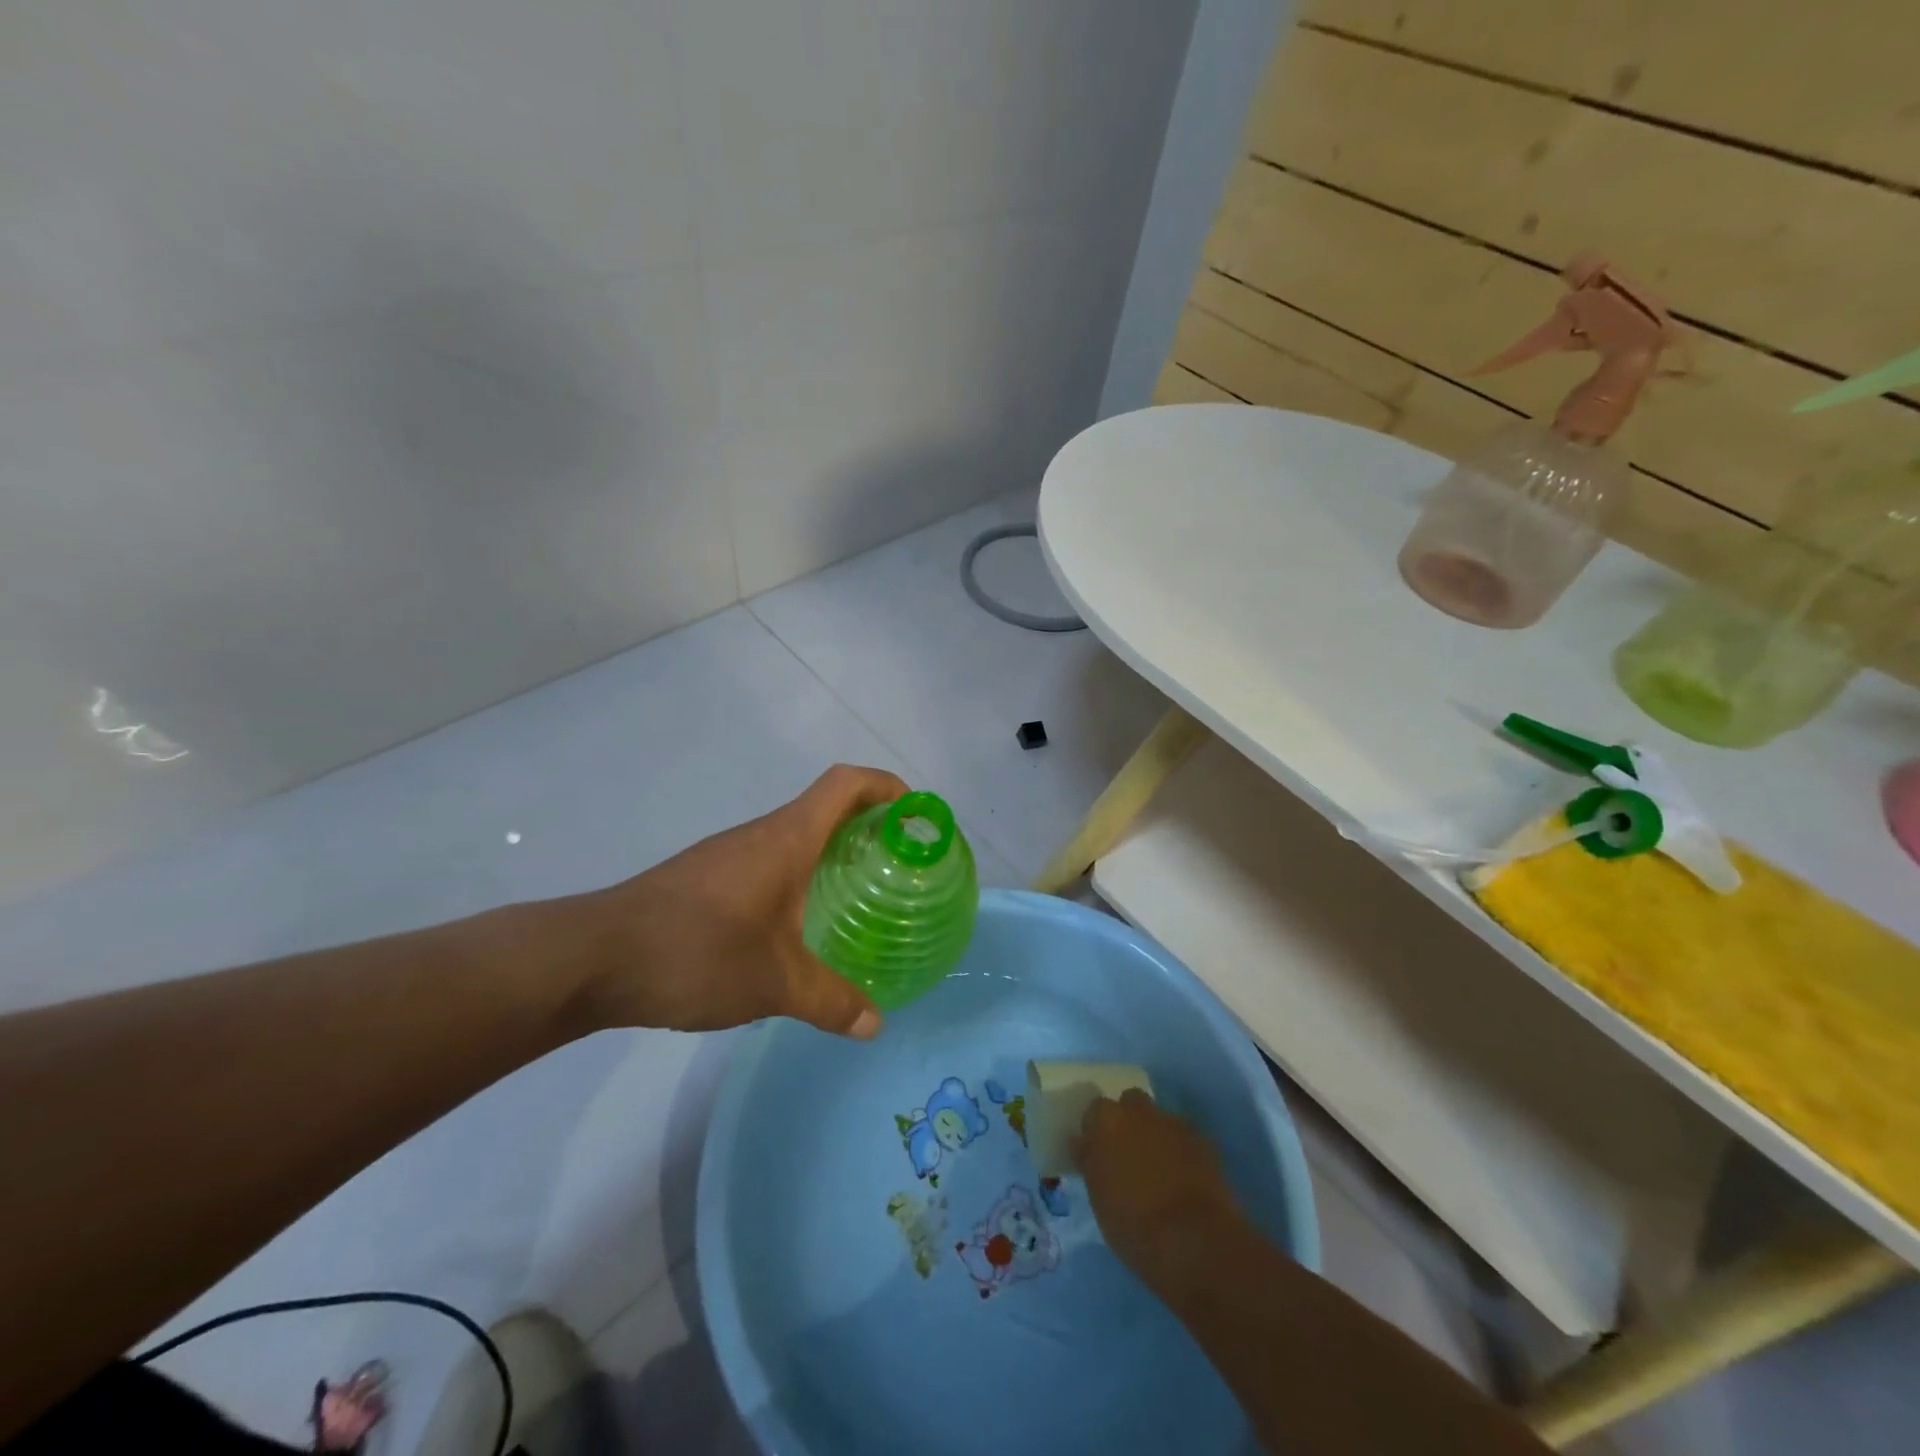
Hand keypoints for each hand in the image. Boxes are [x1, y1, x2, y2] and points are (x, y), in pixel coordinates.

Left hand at [561, 764, 908, 1036]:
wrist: (593, 959)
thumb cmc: (697, 952)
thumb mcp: (774, 983)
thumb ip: (831, 1001)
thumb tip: (875, 1025)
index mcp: (787, 838)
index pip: (846, 784)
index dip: (886, 786)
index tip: (916, 814)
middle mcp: (760, 835)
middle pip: (825, 808)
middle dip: (868, 828)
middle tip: (898, 867)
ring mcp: (728, 855)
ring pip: (794, 838)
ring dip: (830, 855)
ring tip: (858, 898)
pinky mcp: (705, 879)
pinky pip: (768, 863)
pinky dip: (797, 878)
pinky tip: (798, 927)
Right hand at [1077, 1091, 1246, 1294]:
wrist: (1194, 1241)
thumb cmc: (1133, 1224)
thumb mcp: (1098, 1196)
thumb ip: (1090, 1160)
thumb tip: (1084, 1143)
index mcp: (1108, 1120)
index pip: (1095, 1111)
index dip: (1097, 1131)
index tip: (1098, 1153)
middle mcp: (1140, 1111)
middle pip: (1131, 1104)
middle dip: (1129, 1121)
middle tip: (1128, 1154)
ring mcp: (1175, 1124)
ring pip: (1159, 1119)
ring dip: (1156, 1135)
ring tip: (1159, 1168)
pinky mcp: (1204, 1142)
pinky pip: (1184, 1138)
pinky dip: (1180, 1151)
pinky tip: (1183, 1177)